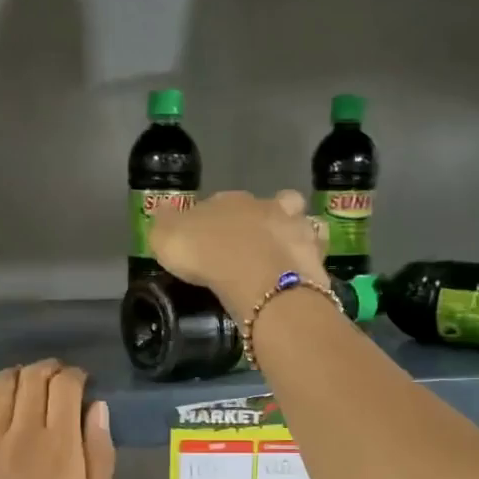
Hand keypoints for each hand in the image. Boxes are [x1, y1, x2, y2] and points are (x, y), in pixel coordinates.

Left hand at [0, 361, 114, 478]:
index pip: (66, 386)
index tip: (81, 383)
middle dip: (48, 369)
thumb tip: (97, 408)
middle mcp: (24, 433)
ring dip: (16, 374)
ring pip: (0, 385)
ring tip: (24, 381)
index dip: (76, 376)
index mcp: (61, 445)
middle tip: (56, 379)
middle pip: (33, 378)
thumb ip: (99, 453)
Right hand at [147, 190, 328, 315]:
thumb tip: (163, 210)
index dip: (216, 220)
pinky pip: (315, 250)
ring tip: (283, 256)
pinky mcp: (316, 252)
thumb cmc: (208, 255)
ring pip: (299, 220)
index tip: (211, 240)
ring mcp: (296, 226)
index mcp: (228, 200)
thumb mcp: (167, 238)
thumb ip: (165, 224)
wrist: (258, 278)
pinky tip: (301, 272)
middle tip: (251, 247)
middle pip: (267, 205)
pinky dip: (310, 257)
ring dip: (293, 232)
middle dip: (261, 220)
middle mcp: (265, 205)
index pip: (221, 203)